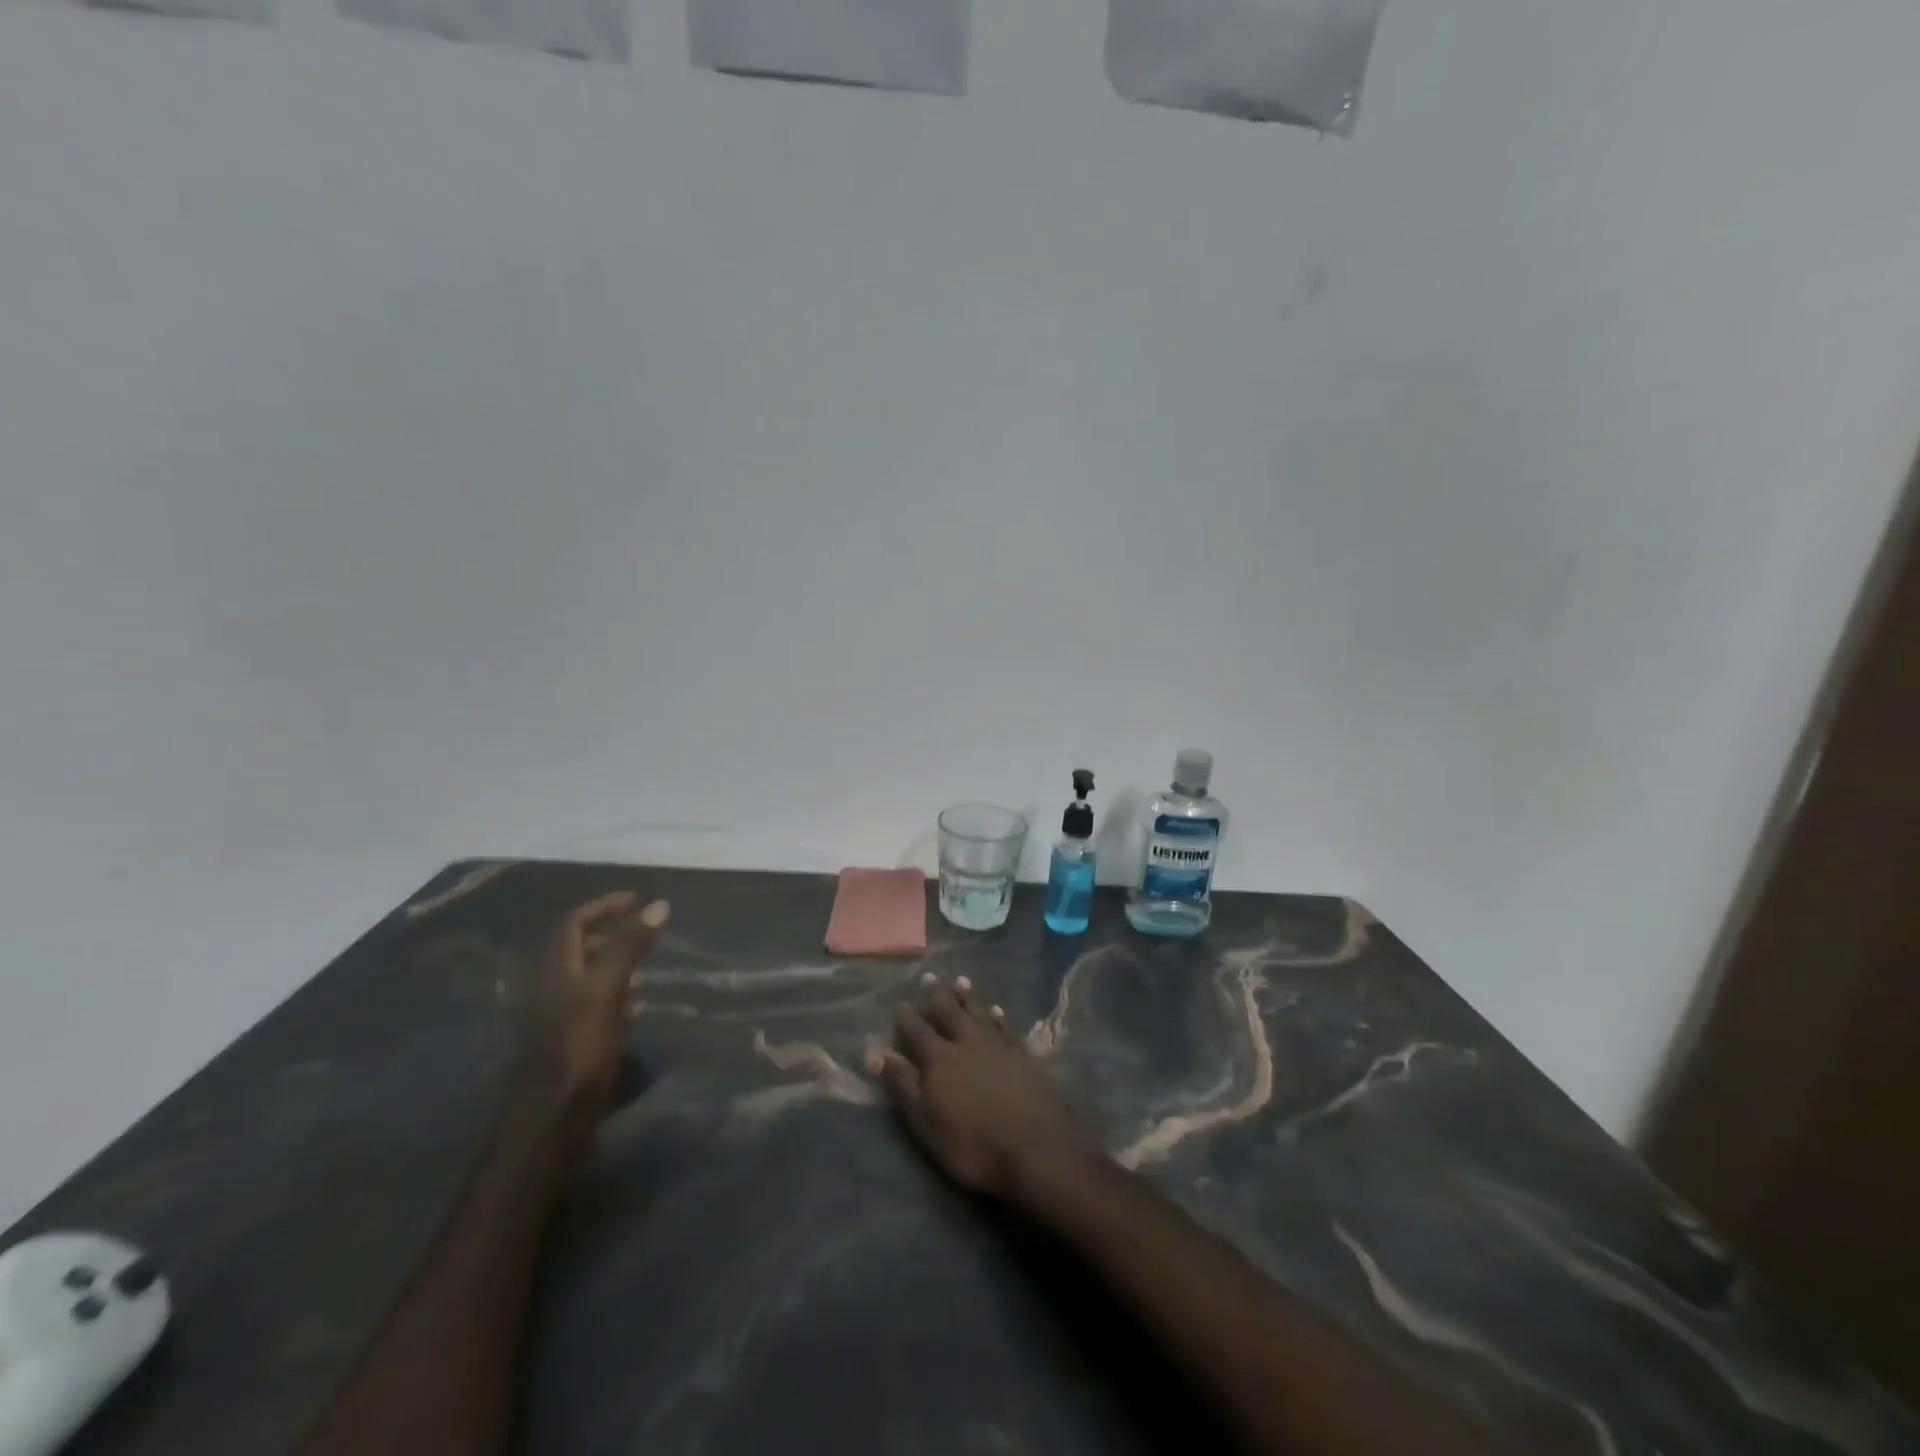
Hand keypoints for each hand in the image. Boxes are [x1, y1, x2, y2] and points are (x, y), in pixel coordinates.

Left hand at [522, 892, 669, 1114]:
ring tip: (648, 967)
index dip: (603, 906)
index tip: (637, 900)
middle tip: (647, 932)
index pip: (572, 923)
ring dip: (615, 965)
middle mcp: (552, 990)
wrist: (549, 1125)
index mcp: (555, 972)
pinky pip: (593, 1007)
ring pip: (587, 978)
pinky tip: (637, 1009)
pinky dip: (616, 997)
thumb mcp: (605, 993)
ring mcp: (558, 1020)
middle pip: (577, 949)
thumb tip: (658, 905)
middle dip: (611, 934)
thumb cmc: (577, 1052)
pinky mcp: (570, 1045)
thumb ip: (628, 948)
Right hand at [872, 976, 1103, 1202]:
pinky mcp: (1023, 1055)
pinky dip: (999, 1017)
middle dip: (937, 996)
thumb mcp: (926, 1120)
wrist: (1034, 1147)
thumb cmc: (971, 1142)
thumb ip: (902, 1083)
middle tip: (931, 978)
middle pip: (949, 1013)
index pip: (917, 1031)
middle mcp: (967, 1043)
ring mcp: (998, 1046)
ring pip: (978, 1013)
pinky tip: (996, 1010)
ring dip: (968, 998)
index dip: (907, 1018)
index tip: (901, 1004)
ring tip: (960, 981)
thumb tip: (875, 1052)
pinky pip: (1006, 1028)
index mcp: (939, 1058)